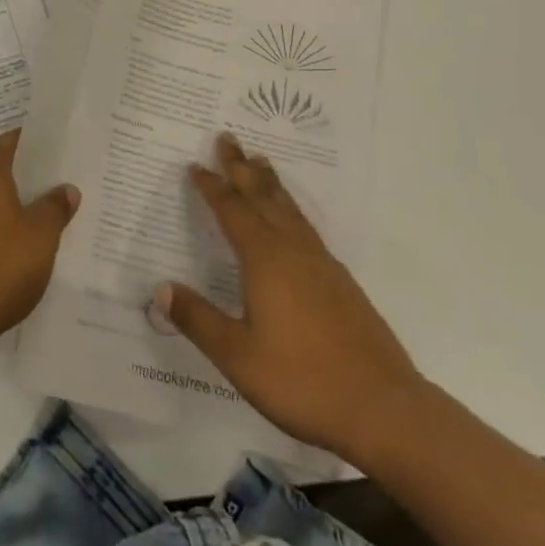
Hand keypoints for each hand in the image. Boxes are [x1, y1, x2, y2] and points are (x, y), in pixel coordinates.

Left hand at [0, 129, 79, 361]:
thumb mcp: (41, 236)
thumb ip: (55, 207)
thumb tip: (67, 189)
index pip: (14, 140)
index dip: (39, 147)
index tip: (62, 155)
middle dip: (25, 176)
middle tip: (58, 188)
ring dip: (8, 204)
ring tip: (40, 218)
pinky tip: (12, 247)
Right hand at [153, 133, 421, 463]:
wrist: (384, 408)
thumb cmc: (303, 380)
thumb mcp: (239, 356)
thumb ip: (199, 320)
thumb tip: (160, 288)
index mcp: (264, 259)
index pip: (232, 210)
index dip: (212, 186)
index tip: (195, 165)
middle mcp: (292, 250)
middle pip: (262, 196)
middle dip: (241, 167)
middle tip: (228, 137)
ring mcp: (321, 263)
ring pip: (289, 208)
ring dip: (270, 182)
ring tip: (261, 161)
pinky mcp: (341, 282)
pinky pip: (307, 227)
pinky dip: (291, 208)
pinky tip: (294, 221)